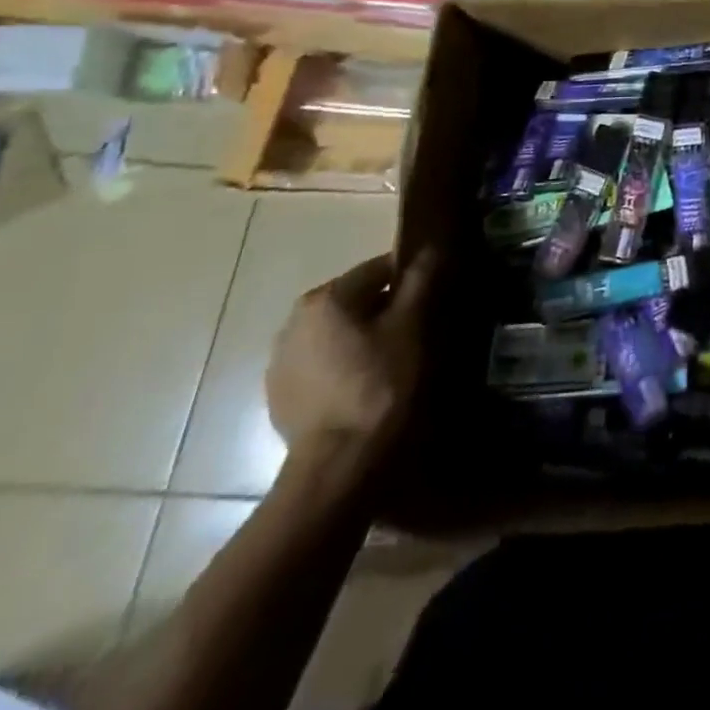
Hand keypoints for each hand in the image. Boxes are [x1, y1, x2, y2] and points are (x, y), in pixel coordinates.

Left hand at [265, 250, 437, 465]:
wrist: (338, 461)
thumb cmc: (380, 382)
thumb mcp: (411, 326)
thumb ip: (419, 281)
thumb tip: (430, 247)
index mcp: (326, 297)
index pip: (378, 269)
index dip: (409, 279)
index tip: (431, 298)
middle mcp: (294, 320)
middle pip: (353, 299)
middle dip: (384, 309)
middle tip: (414, 331)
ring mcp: (280, 359)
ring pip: (335, 331)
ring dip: (360, 337)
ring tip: (389, 360)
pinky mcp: (279, 392)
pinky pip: (319, 362)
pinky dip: (341, 364)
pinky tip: (362, 385)